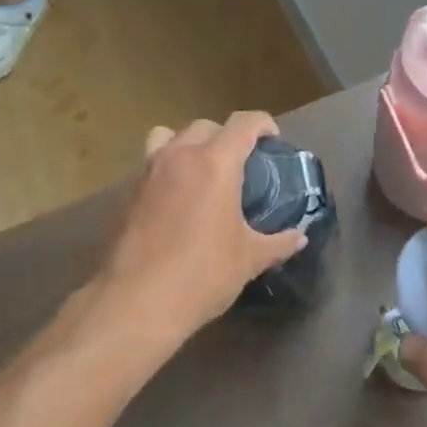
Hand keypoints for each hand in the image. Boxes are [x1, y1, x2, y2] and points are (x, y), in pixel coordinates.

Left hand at [100, 113, 306, 337]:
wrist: (137, 302)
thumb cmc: (202, 274)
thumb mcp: (249, 259)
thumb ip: (278, 243)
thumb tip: (298, 238)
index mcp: (215, 164)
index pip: (243, 124)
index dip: (263, 124)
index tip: (273, 138)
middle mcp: (179, 157)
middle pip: (206, 126)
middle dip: (227, 136)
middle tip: (241, 163)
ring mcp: (148, 172)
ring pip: (169, 136)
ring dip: (190, 144)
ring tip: (202, 171)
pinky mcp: (128, 193)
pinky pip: (152, 164)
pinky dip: (168, 169)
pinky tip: (178, 200)